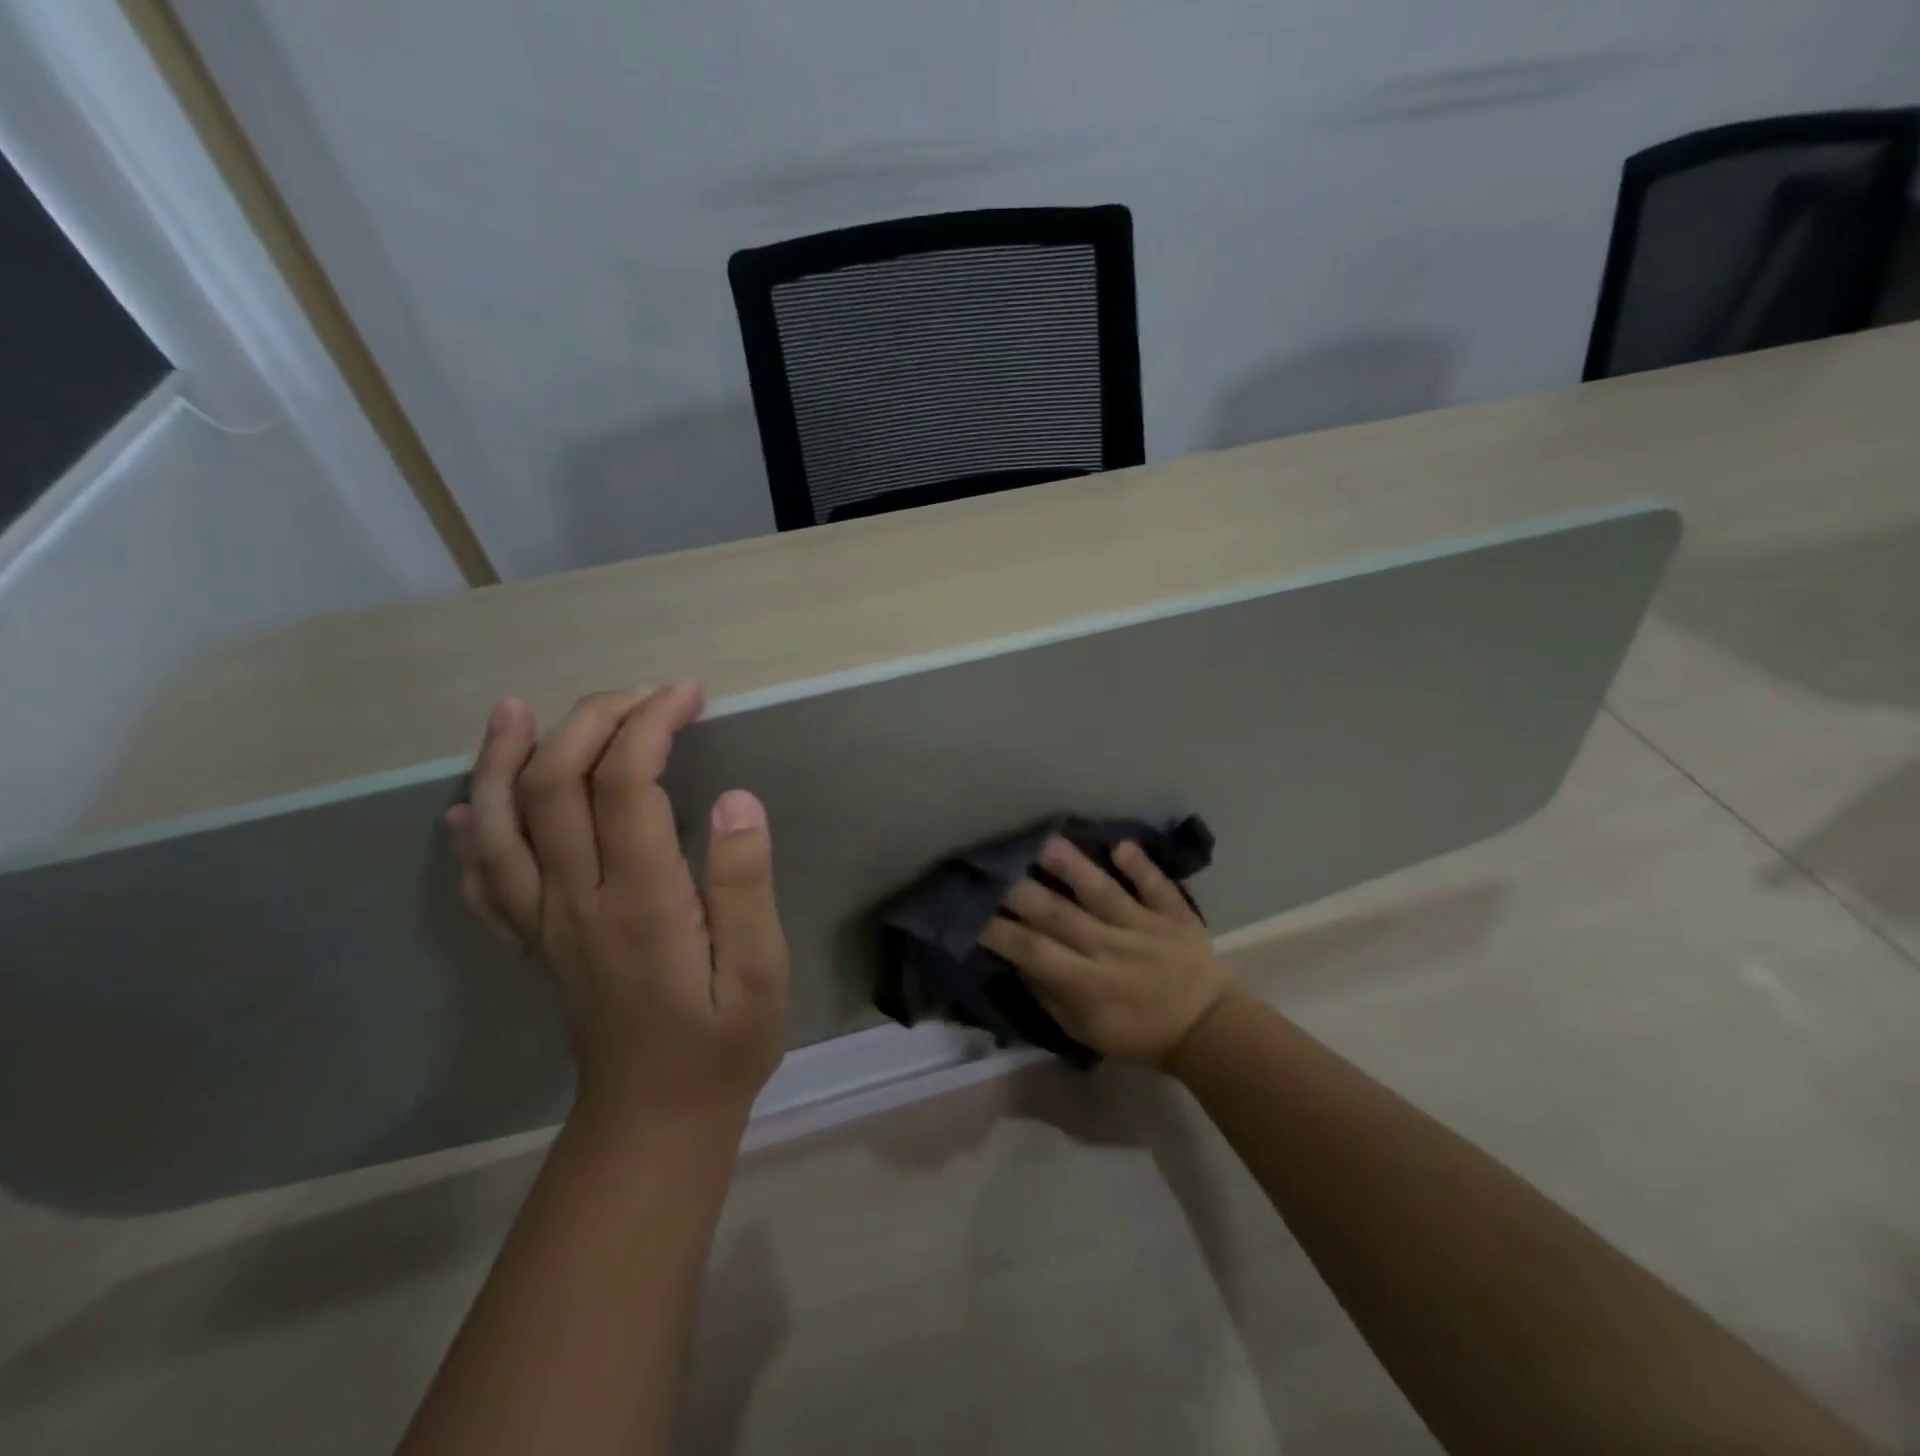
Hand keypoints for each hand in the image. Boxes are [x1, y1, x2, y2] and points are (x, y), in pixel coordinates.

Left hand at [444, 682, 790, 1133]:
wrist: (655, 1121)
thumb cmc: (722, 1043)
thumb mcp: (761, 970)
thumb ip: (745, 884)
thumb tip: (736, 799)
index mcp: (640, 902)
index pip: (626, 785)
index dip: (651, 725)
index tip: (688, 695)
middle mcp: (576, 902)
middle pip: (555, 786)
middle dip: (592, 721)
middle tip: (642, 694)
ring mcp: (544, 924)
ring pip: (502, 824)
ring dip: (504, 759)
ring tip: (515, 712)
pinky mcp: (535, 944)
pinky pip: (484, 880)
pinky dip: (472, 833)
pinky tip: (469, 807)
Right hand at [979, 837, 1234, 1064]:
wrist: (1207, 1030)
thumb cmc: (1138, 1033)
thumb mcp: (1085, 1031)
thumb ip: (1049, 995)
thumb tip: (1016, 960)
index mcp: (1087, 982)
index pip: (1035, 951)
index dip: (1002, 932)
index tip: (972, 912)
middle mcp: (1110, 948)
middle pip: (1060, 915)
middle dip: (1024, 892)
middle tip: (995, 867)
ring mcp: (1143, 926)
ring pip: (1104, 893)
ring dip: (1076, 868)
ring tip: (1048, 842)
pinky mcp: (1173, 914)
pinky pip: (1156, 887)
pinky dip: (1141, 866)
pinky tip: (1121, 844)